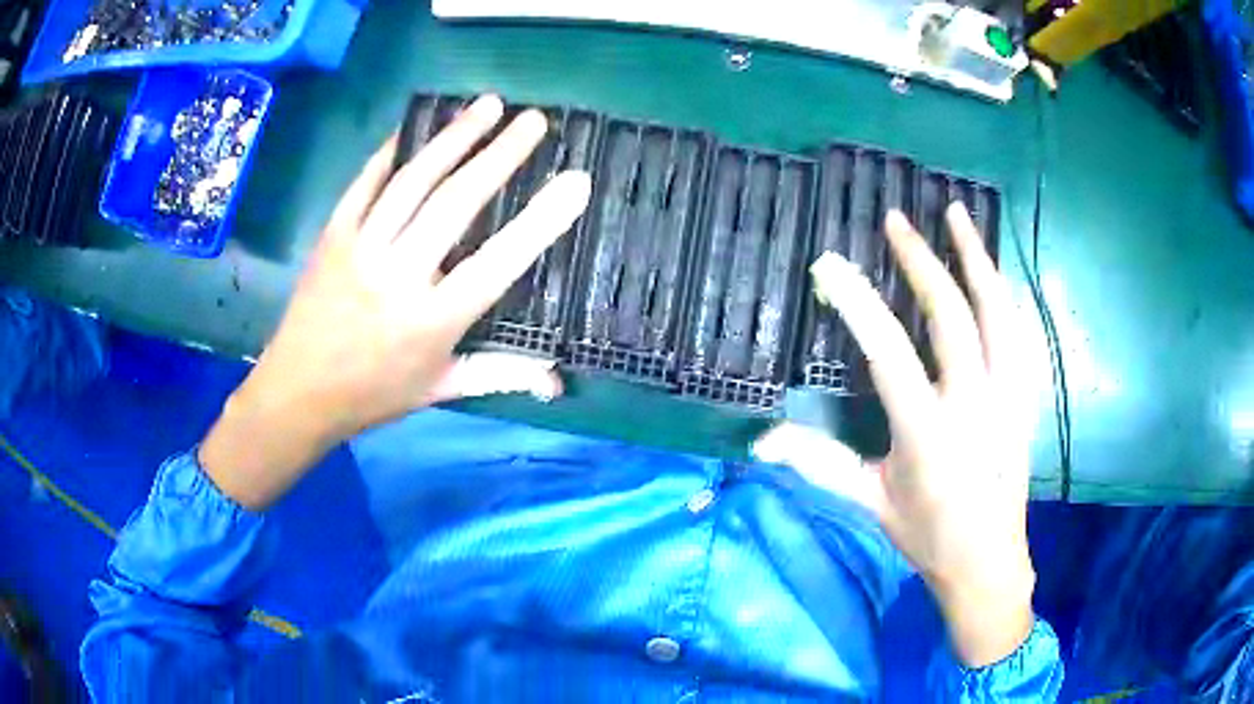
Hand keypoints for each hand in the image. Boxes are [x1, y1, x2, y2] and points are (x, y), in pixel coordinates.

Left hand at [200, 95, 592, 509]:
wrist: (298, 391)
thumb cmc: (374, 393)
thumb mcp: (440, 390)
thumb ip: (500, 375)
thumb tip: (558, 383)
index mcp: (433, 321)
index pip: (497, 263)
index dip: (540, 221)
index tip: (575, 180)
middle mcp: (398, 276)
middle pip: (455, 204)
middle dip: (499, 155)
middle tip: (534, 120)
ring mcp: (361, 248)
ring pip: (413, 182)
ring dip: (453, 138)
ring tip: (488, 105)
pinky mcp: (333, 234)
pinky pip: (366, 181)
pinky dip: (393, 149)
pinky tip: (417, 123)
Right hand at [753, 204, 1041, 667]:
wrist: (988, 559)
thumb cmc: (927, 534)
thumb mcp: (870, 503)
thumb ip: (820, 466)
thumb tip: (762, 441)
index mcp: (928, 434)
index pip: (890, 354)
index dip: (859, 305)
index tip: (830, 265)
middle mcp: (973, 405)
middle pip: (951, 317)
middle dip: (921, 262)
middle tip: (896, 221)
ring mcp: (1006, 396)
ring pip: (996, 313)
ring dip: (976, 258)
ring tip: (957, 214)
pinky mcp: (1023, 396)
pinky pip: (1017, 331)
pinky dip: (1002, 292)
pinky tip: (991, 269)